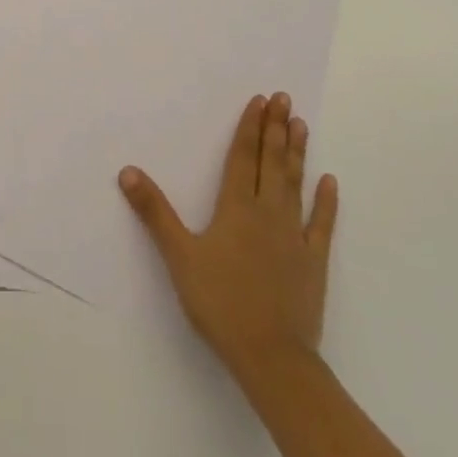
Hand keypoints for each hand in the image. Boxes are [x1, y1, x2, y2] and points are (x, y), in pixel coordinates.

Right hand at [119, 92, 336, 375]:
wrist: (272, 358)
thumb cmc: (221, 303)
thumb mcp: (179, 256)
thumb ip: (155, 212)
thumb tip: (127, 171)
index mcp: (237, 207)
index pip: (243, 157)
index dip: (250, 127)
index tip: (260, 100)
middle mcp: (268, 212)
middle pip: (272, 162)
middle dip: (276, 128)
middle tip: (284, 98)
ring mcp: (294, 236)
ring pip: (295, 184)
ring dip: (297, 153)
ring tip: (301, 124)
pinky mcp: (313, 262)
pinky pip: (322, 225)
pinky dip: (326, 202)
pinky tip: (329, 181)